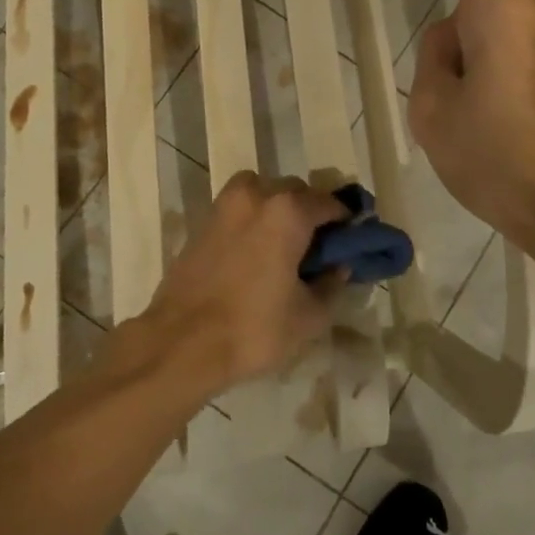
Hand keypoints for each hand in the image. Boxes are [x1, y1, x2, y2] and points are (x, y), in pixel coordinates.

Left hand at [131, 172, 347, 396]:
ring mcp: (224, 206)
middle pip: (295, 192)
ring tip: (285, 246)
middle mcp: (256, 196)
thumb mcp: (309, 316)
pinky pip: (239, 210)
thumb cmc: (254, 328)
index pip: (329, 203)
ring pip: (263, 194)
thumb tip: (338, 266)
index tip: (353, 240)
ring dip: (279, 210)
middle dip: (311, 212)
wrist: (181, 343)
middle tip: (320, 247)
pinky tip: (257, 254)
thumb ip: (331, 284)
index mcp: (287, 211)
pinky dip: (254, 221)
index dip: (346, 221)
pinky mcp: (202, 224)